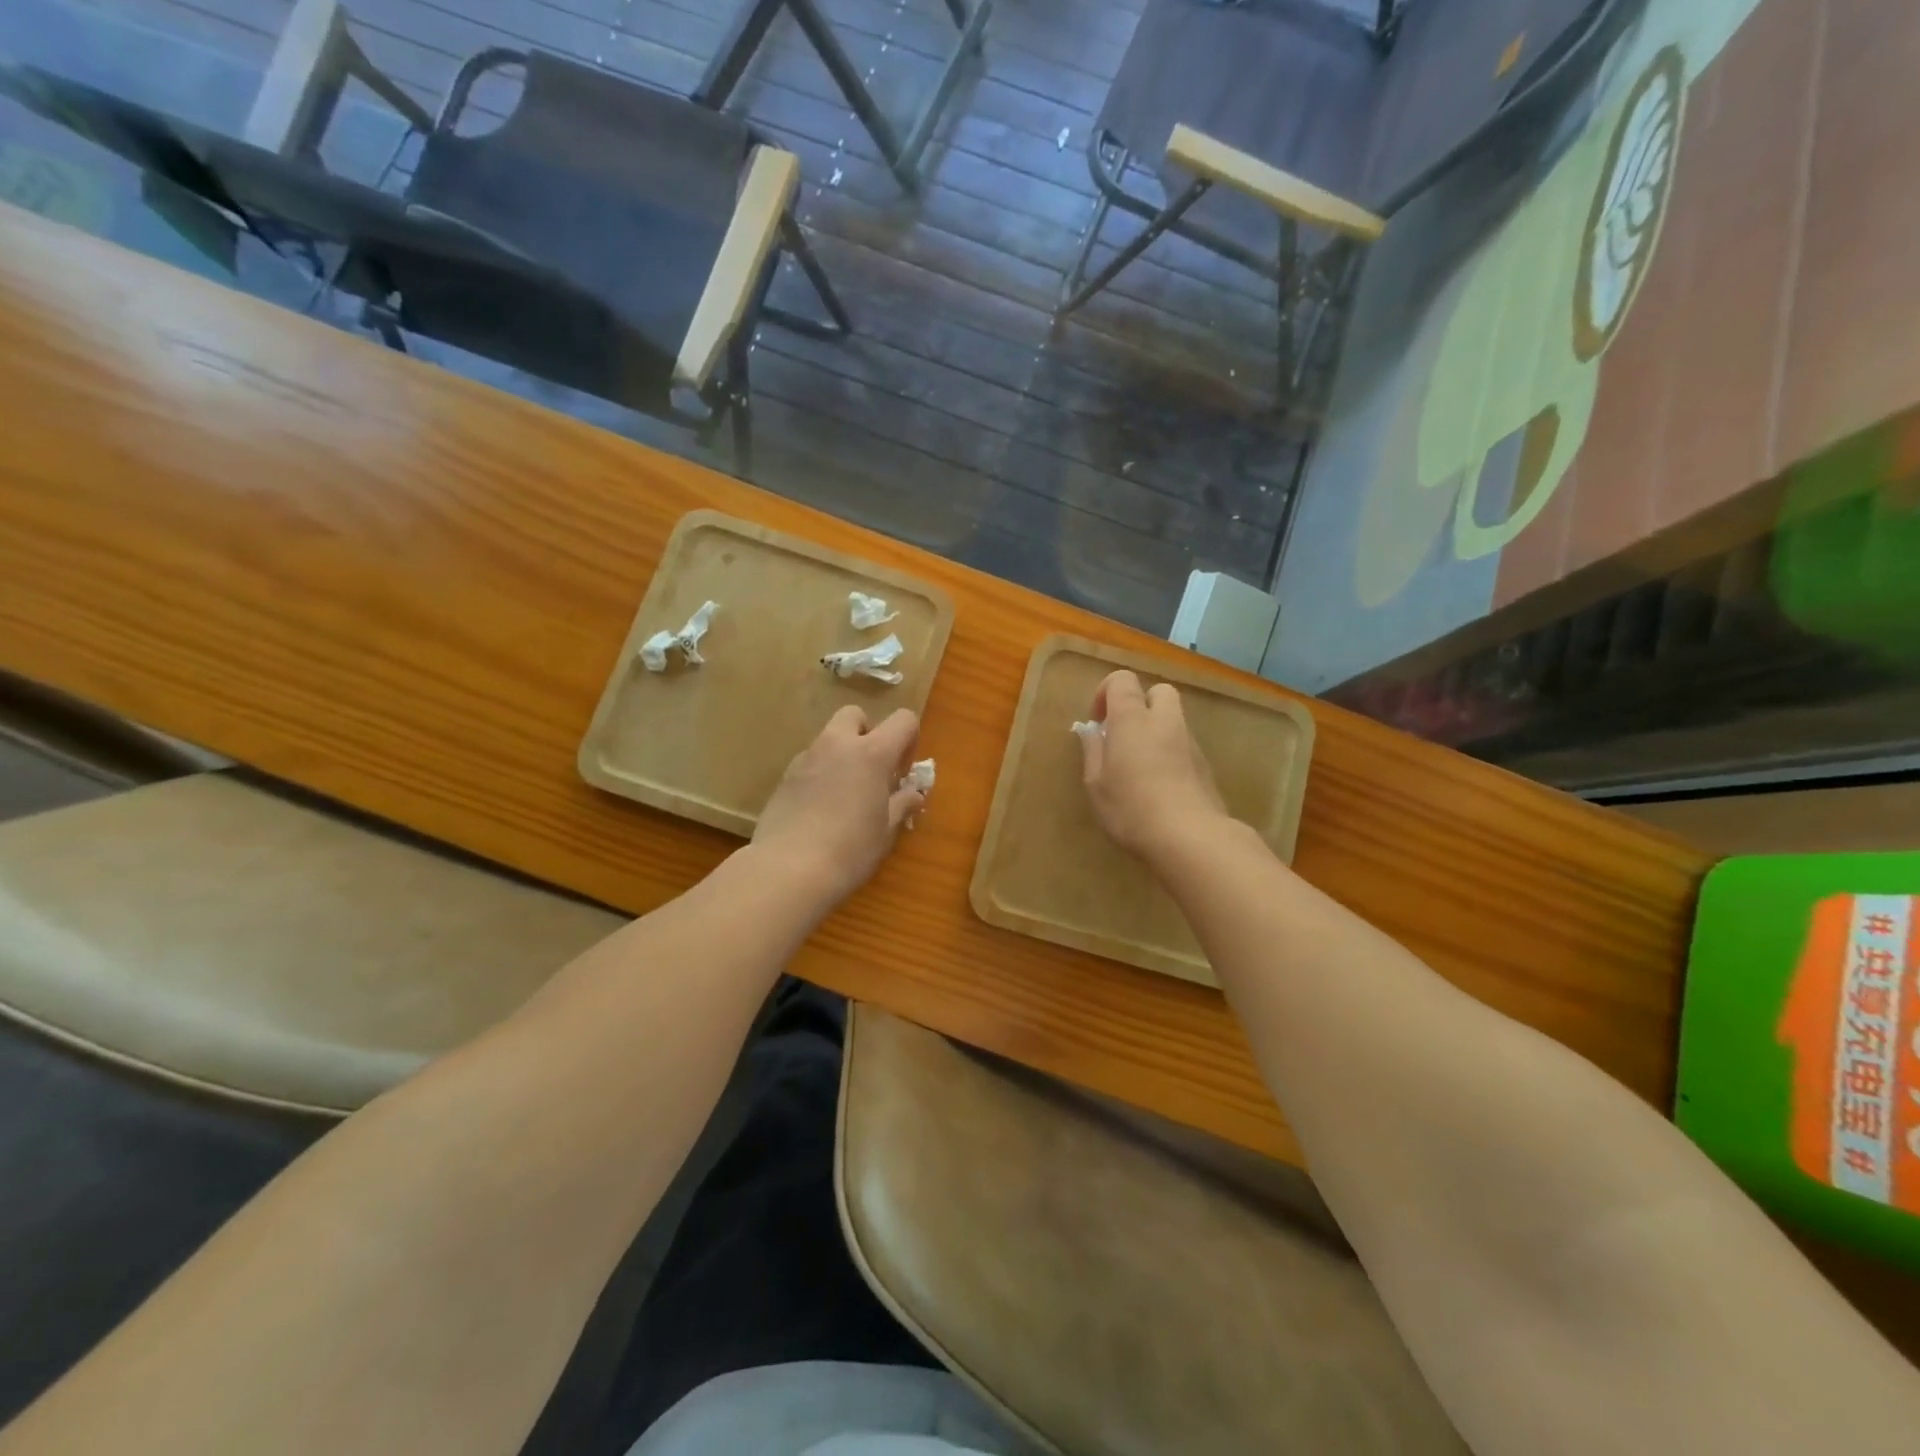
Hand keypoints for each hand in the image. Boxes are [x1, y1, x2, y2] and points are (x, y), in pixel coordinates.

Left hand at [752, 706, 923, 903]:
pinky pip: (809, 763)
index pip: (902, 720)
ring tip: (845, 796)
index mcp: (871, 753)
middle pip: (855, 715)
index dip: (909, 740)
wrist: (788, 870)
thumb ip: (902, 804)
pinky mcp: (784, 777)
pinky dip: (820, 775)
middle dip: (867, 734)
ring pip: (829, 739)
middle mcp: (837, 745)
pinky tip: (820, 810)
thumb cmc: (850, 850)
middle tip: (871, 771)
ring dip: (842, 755)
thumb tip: (914, 794)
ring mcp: (806, 758)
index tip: (903, 773)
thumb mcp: (886, 830)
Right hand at [1079, 670, 1228, 860]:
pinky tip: (1160, 785)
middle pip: (1158, 692)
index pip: (1123, 680)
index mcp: (1132, 719)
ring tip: (1140, 765)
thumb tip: (1092, 730)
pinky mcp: (1205, 766)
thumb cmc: (1131, 808)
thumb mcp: (1096, 784)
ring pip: (1174, 719)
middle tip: (1124, 734)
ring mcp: (1190, 743)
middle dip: (1140, 704)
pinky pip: (1184, 746)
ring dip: (1156, 730)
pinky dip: (1171, 753)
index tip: (1098, 721)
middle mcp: (1165, 722)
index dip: (1106, 692)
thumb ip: (1093, 751)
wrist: (1190, 837)